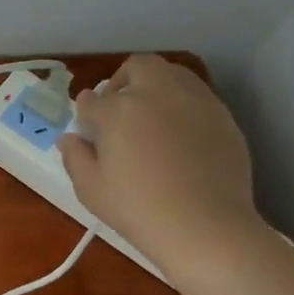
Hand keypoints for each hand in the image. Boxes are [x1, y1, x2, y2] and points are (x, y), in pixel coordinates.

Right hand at [56, 54, 264, 276]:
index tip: (87, 129)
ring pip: (173, 74)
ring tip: (151, 118)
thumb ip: (75, 157)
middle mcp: (158, 94)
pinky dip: (182, 105)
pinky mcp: (223, 118)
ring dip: (156, 87)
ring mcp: (196, 102)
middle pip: (138, 67)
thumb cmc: (137, 208)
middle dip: (123, 81)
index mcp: (119, 109)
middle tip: (119, 110)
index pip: (93, 100)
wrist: (205, 227)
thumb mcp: (90, 188)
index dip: (86, 113)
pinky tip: (179, 136)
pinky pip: (198, 97)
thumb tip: (70, 139)